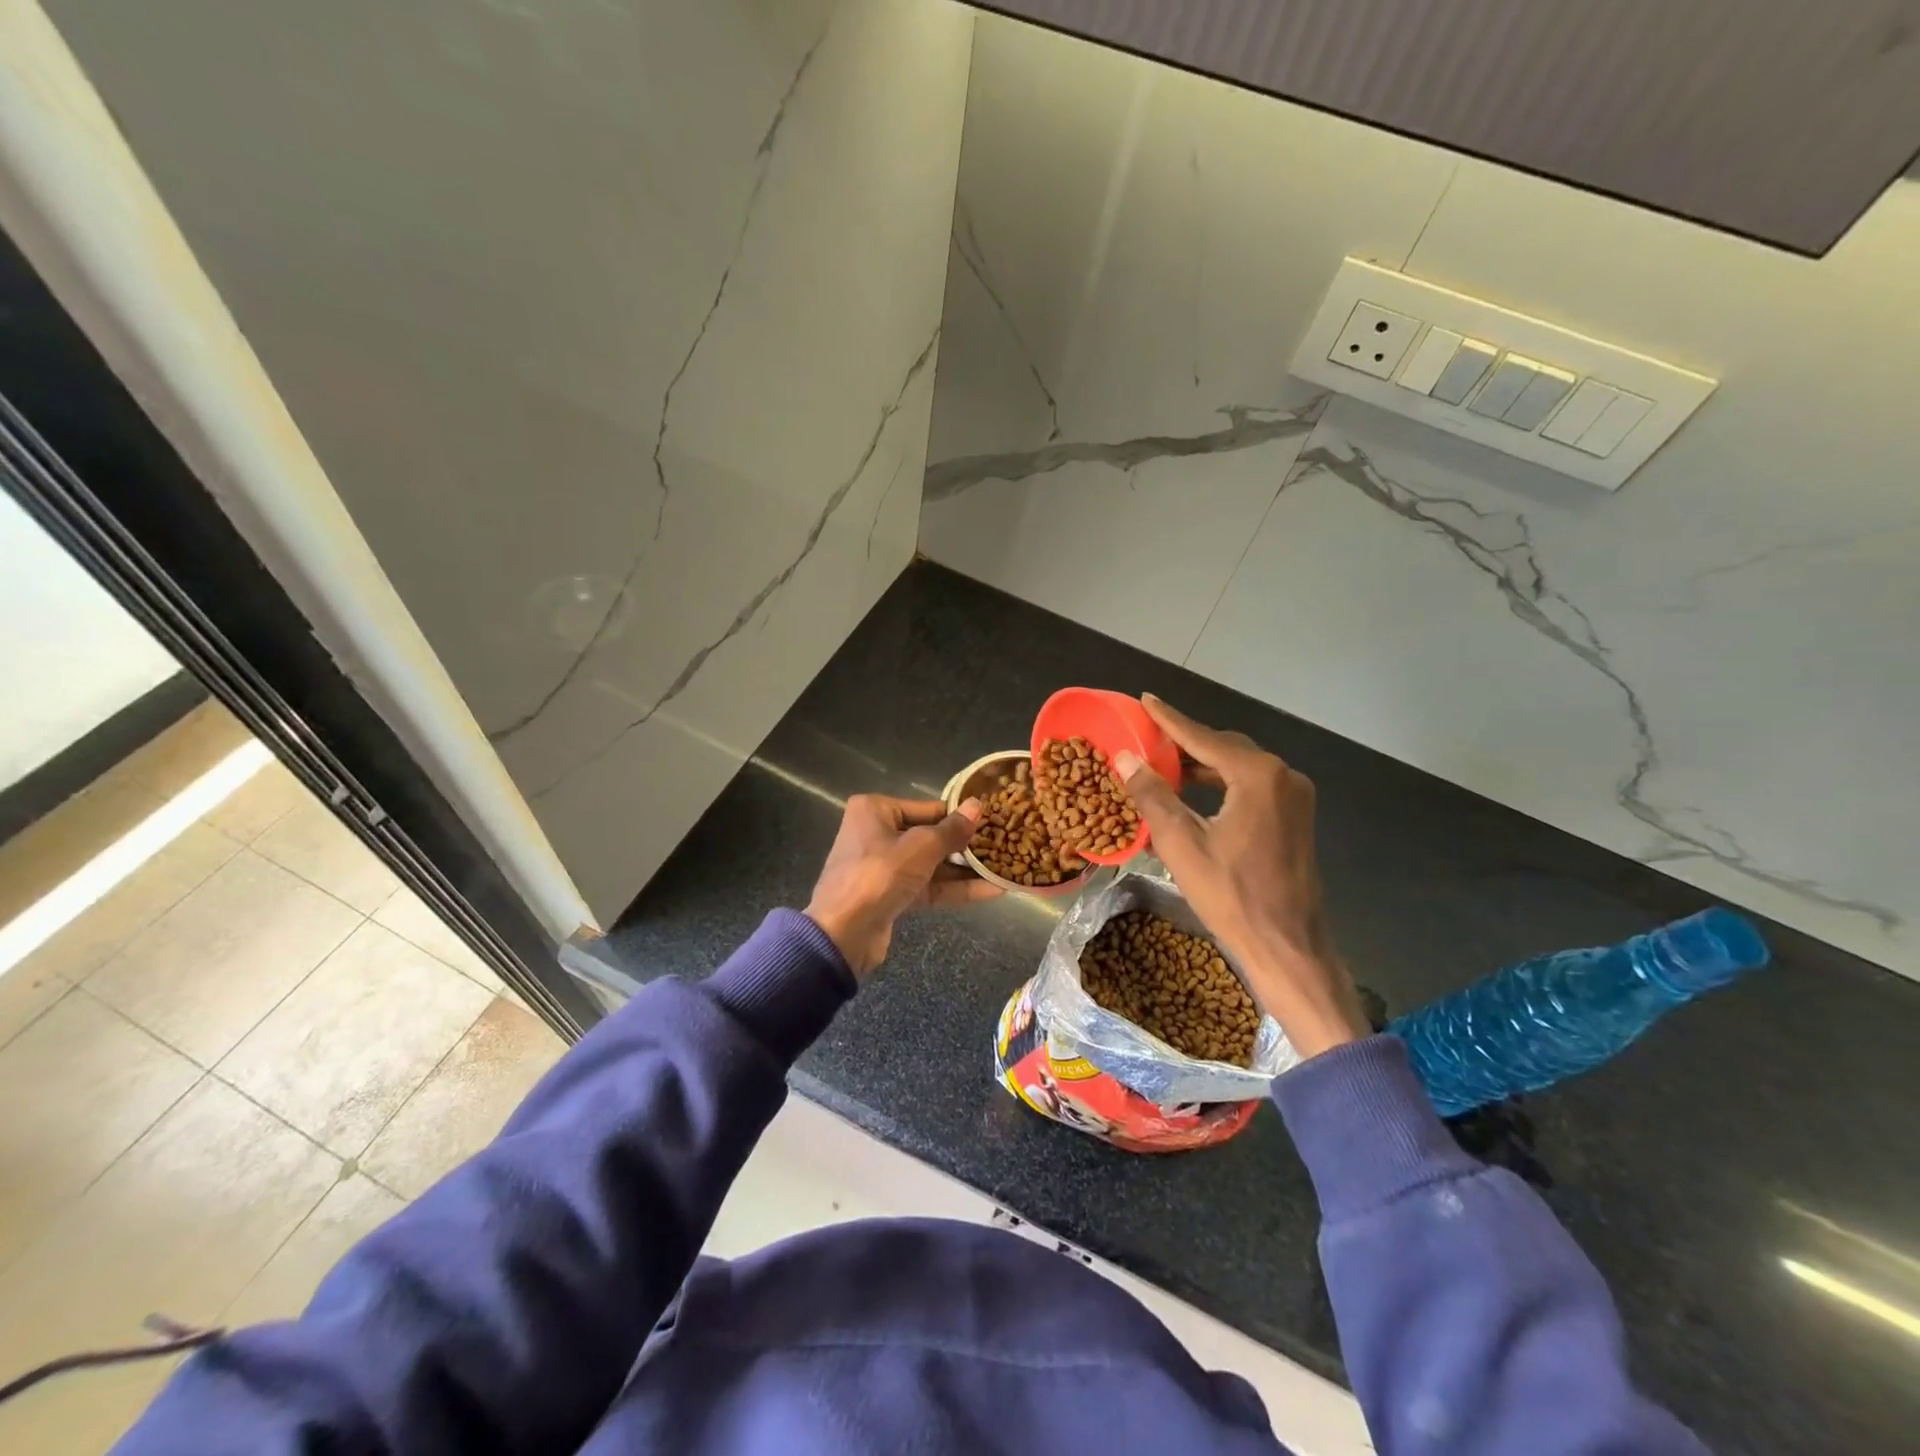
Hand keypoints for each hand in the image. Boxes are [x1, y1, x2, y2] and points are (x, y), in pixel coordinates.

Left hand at [805, 794, 999, 976]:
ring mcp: (885, 866)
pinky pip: (929, 886)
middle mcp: (878, 832)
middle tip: (1007, 844)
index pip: (929, 808)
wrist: (842, 935)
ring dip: (966, 870)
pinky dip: (955, 889)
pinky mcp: (893, 895)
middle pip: (931, 835)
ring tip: (1005, 867)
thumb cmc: (878, 876)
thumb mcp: (921, 848)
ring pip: (933, 863)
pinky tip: (992, 890)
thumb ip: (952, 830)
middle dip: (966, 845)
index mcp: (876, 810)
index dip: (961, 817)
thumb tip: (977, 806)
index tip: (996, 821)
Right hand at [1115, 695, 1367, 1059]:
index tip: (1145, 700)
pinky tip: (1193, 794)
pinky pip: (1251, 787)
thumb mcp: (1181, 843)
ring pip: (1238, 767)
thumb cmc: (1231, 895)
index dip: (1169, 720)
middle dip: (1185, 742)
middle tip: (1148, 736)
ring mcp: (1294, 797)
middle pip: (1224, 747)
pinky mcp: (1294, 818)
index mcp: (1257, 776)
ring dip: (1202, 765)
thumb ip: (1153, 794)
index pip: (1203, 737)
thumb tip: (1125, 758)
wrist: (1287, 946)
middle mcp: (1282, 776)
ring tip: (1163, 765)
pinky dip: (1220, 784)